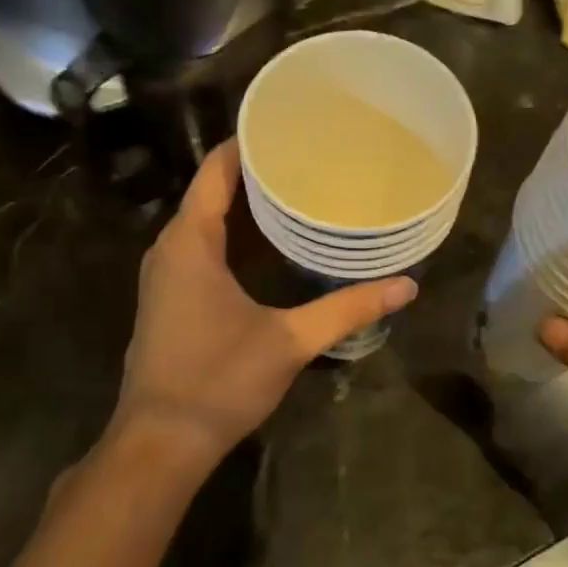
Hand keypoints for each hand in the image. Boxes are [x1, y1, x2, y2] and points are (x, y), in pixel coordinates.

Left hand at [112, 141, 416, 472]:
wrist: (162, 441)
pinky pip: (198, 250)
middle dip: (254, 174)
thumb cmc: (219, 379)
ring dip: (242, 207)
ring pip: (203, 224)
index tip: (286, 125)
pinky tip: (266, 247)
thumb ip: (347, 309)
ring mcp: (164, 277)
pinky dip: (230, 237)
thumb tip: (406, 286)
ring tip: (294, 193)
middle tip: (306, 159)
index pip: (215, 171)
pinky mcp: (168, 301)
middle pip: (209, 192)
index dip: (247, 144)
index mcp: (190, 242)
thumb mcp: (290, 341)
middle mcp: (169, 250)